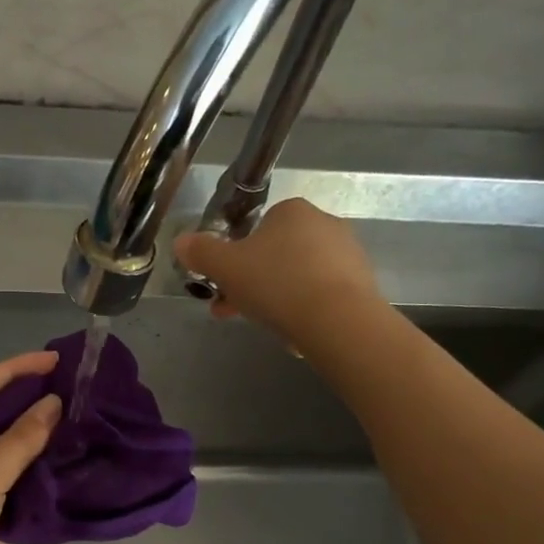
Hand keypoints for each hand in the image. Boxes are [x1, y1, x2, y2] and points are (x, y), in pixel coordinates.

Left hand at [0, 350, 61, 543]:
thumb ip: (18, 440)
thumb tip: (53, 405)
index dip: (14, 370)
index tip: (53, 362)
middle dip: (32, 403)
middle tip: (77, 393)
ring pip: (13, 455)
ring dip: (43, 442)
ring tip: (83, 425)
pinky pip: (22, 489)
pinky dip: (45, 479)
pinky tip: (74, 469)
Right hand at [173, 198, 386, 345]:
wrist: (338, 321)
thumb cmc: (276, 283)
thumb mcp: (225, 267)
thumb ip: (201, 252)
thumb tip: (181, 242)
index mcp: (292, 211)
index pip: (257, 227)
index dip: (235, 257)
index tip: (223, 284)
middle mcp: (324, 224)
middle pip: (276, 254)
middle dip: (251, 282)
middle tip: (232, 309)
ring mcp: (348, 254)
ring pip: (297, 276)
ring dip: (276, 297)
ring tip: (262, 326)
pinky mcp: (362, 285)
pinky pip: (321, 295)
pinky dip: (304, 309)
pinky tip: (294, 332)